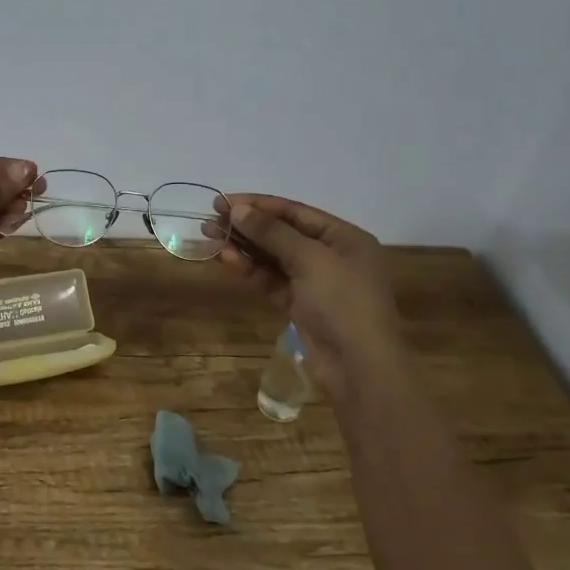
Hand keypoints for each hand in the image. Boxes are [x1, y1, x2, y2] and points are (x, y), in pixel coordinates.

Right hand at [213, 193, 405, 396]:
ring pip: (272, 257)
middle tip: (210, 220)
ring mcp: (315, 282)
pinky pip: (271, 280)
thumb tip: (238, 209)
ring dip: (243, 247)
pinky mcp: (299, 306)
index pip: (294, 211)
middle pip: (281, 233)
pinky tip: (227, 260)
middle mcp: (331, 256)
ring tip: (210, 238)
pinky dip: (250, 269)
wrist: (358, 368)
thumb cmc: (342, 302)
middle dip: (246, 226)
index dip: (258, 205)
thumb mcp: (309, 259)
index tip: (222, 201)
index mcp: (344, 237)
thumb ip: (271, 232)